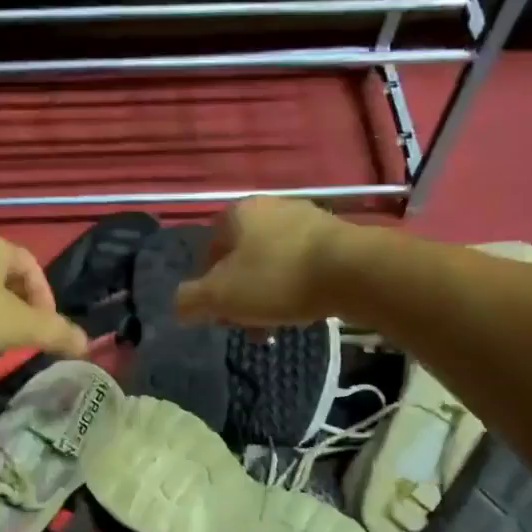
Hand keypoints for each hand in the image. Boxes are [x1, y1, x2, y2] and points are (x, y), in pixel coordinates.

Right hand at [174, 197, 355, 327]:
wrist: (352, 271)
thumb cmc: (276, 278)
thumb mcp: (220, 295)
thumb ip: (190, 301)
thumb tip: (178, 307)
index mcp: (237, 213)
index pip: (209, 249)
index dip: (207, 284)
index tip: (217, 312)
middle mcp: (270, 207)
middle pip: (242, 257)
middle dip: (240, 292)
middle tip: (245, 323)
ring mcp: (306, 218)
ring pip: (273, 263)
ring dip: (268, 294)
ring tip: (274, 324)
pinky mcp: (336, 236)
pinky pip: (303, 265)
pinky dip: (296, 287)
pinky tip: (302, 310)